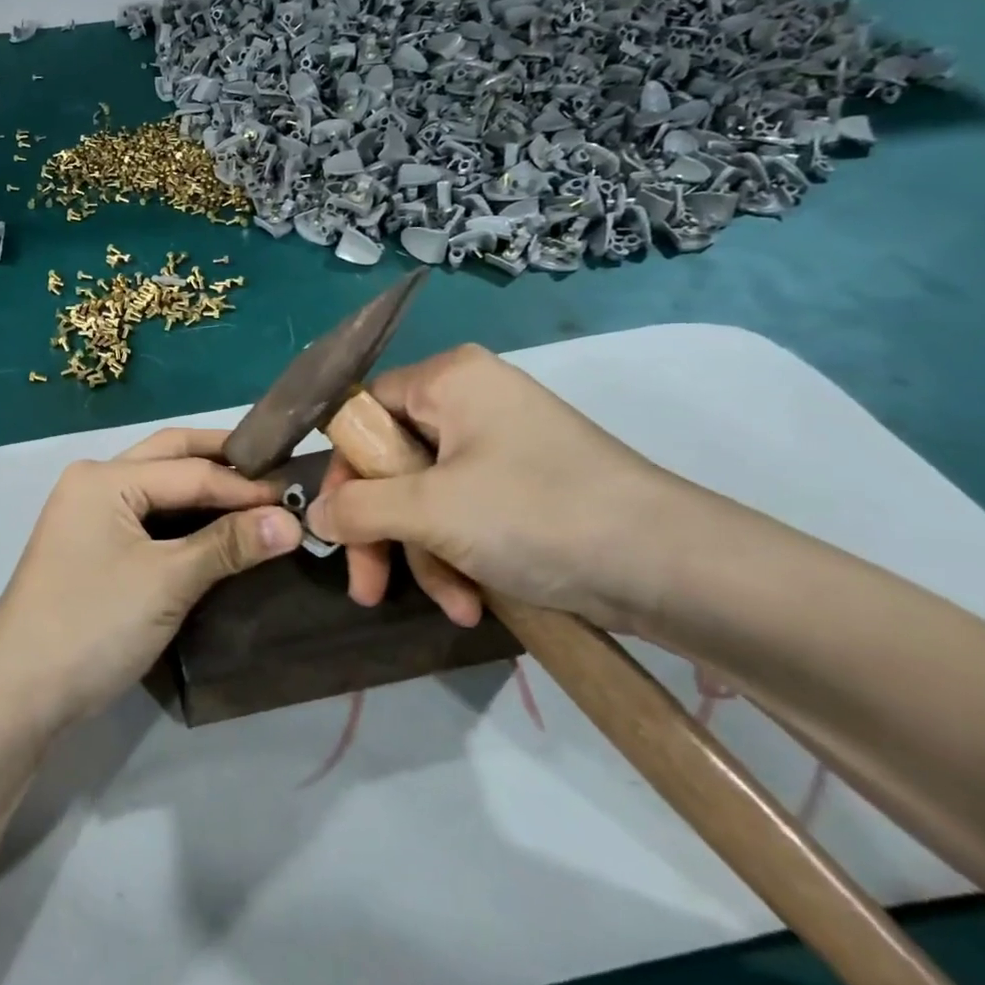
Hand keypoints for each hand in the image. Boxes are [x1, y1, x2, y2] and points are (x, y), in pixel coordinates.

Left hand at [0, 428, 301, 736]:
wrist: (17, 694)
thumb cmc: (92, 626)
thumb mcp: (167, 582)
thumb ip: (228, 545)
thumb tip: (292, 520)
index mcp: (104, 478)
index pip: (190, 471)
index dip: (246, 487)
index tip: (298, 498)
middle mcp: (93, 483)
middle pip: (169, 457)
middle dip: (222, 461)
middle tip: (276, 472)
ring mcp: (88, 514)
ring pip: (157, 486)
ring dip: (203, 486)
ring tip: (256, 497)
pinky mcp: (91, 546)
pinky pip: (147, 516)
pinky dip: (184, 516)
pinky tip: (216, 527)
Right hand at [307, 344, 692, 632]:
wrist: (672, 567)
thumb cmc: (536, 514)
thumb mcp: (431, 510)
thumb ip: (357, 509)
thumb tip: (313, 519)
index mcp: (448, 380)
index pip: (363, 412)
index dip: (345, 472)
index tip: (337, 527)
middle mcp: (470, 401)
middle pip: (391, 463)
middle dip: (383, 532)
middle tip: (368, 587)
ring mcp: (499, 446)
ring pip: (425, 498)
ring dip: (425, 556)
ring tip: (452, 605)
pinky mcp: (522, 487)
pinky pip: (462, 514)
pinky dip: (459, 557)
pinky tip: (474, 602)